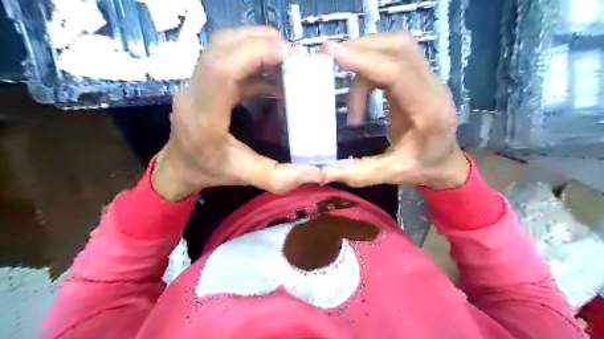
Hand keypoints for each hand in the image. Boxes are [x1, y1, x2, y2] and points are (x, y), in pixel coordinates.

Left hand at [154, 28, 325, 201]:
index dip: (254, 53)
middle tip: (292, 55)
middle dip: (260, 42)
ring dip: (256, 44)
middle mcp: (195, 91)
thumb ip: (280, 178)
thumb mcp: (246, 177)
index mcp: (204, 116)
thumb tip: (317, 173)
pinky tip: (273, 71)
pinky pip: (227, 56)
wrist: (179, 166)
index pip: (222, 69)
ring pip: (223, 45)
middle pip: (222, 47)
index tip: (288, 54)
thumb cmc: (209, 171)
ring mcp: (196, 81)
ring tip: (285, 58)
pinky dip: (253, 56)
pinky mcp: (204, 79)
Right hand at [324, 30, 469, 189]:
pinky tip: (359, 91)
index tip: (330, 52)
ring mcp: (427, 78)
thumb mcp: (393, 174)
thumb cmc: (424, 167)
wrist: (446, 161)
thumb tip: (324, 173)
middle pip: (398, 48)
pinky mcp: (417, 77)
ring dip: (364, 56)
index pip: (397, 73)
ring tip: (345, 84)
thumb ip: (359, 173)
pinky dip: (369, 65)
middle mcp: (431, 87)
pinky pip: (392, 57)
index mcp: (429, 111)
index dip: (363, 60)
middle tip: (330, 59)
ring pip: (395, 47)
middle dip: (360, 50)